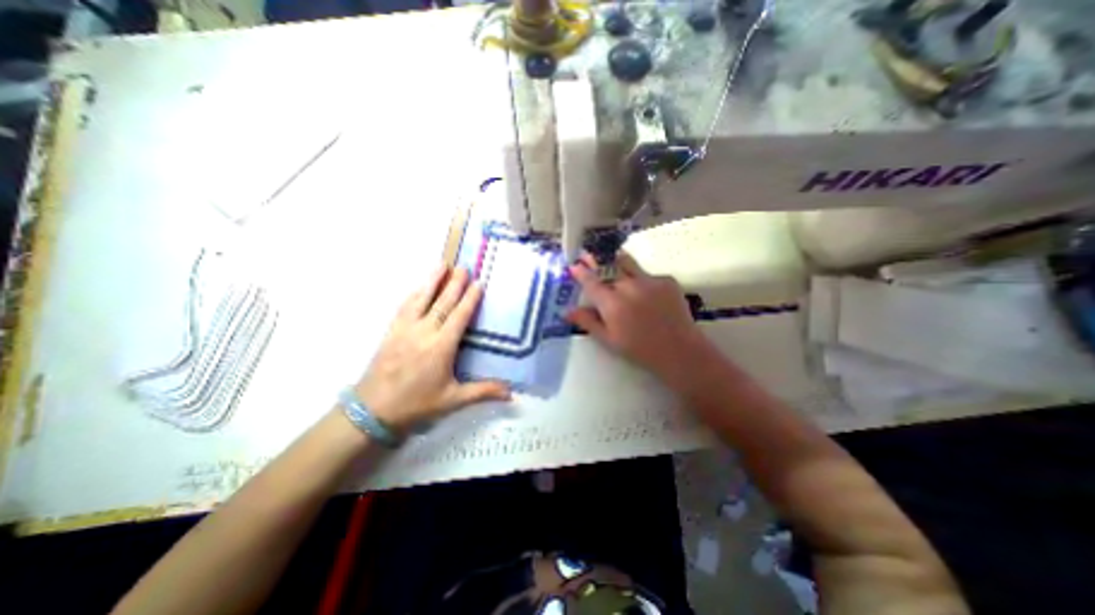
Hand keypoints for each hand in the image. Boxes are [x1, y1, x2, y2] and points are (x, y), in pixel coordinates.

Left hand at [357, 267, 516, 433]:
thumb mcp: (453, 400)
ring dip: (432, 280)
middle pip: (442, 302)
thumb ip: (483, 391)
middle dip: (454, 283)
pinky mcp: (391, 331)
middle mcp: (424, 332)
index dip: (470, 299)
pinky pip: (404, 307)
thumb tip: (511, 394)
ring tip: (441, 264)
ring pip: (421, 299)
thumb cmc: (417, 404)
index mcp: (441, 346)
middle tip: (464, 266)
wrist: (372, 411)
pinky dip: (414, 294)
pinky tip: (418, 287)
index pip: (459, 316)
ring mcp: (405, 329)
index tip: (478, 283)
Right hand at [569, 249, 714, 388]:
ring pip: (627, 264)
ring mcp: (650, 280)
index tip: (574, 265)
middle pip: (608, 267)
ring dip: (618, 264)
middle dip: (597, 262)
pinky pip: (647, 274)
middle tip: (590, 258)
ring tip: (616, 267)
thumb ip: (588, 322)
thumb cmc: (639, 349)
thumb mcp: (609, 340)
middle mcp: (629, 286)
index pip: (591, 281)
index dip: (581, 272)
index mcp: (612, 303)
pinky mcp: (667, 280)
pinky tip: (646, 295)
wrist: (680, 351)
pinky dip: (641, 280)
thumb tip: (566, 311)